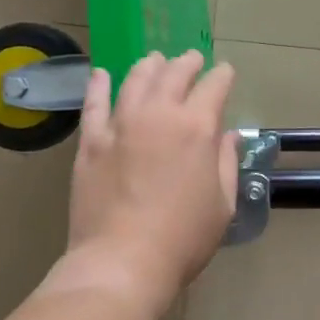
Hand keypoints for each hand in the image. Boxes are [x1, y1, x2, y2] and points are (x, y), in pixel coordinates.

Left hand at [52, 50, 238, 310]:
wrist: (122, 261)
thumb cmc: (183, 238)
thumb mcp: (222, 204)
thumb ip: (226, 164)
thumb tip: (227, 137)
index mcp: (197, 128)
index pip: (214, 87)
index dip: (222, 76)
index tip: (225, 72)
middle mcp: (159, 115)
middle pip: (174, 75)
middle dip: (187, 63)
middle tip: (192, 58)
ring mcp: (121, 125)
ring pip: (135, 80)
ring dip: (149, 66)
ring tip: (154, 60)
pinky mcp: (92, 142)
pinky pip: (94, 104)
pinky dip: (99, 85)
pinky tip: (101, 74)